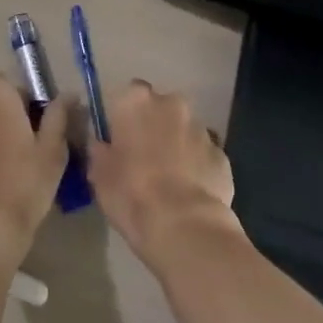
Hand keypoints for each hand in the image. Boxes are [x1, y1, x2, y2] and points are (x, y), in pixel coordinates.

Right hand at [87, 80, 238, 266]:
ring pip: (184, 131)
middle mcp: (172, 104)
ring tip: (168, 181)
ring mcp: (201, 129)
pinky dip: (197, 167)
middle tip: (143, 159)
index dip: (123, 117)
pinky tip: (188, 194)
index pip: (127, 95)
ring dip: (176, 146)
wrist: (183, 226)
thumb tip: (101, 143)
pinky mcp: (222, 155)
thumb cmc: (131, 194)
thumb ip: (100, 150)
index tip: (119, 141)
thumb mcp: (99, 174)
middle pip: (160, 109)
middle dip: (154, 127)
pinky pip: (204, 156)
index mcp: (136, 101)